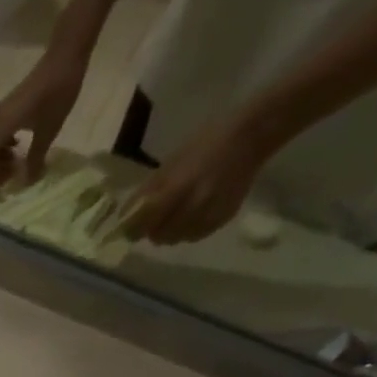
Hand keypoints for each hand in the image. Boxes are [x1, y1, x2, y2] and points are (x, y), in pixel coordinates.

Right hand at [0, 45, 88, 194]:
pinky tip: (16, 149)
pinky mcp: (7, 109)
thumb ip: (35, 159)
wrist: (64, 58)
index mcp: (1, 127)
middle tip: (5, 181)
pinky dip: (1, 147)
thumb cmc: (57, 94)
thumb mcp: (49, 131)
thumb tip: (27, 182)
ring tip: (12, 167)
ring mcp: (0, 113)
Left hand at [121, 117, 271, 244]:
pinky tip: (192, 215)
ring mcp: (210, 214)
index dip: (132, 229)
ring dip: (170, 232)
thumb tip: (124, 216)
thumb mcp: (170, 164)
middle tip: (154, 219)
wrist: (252, 136)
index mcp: (176, 189)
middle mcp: (193, 206)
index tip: (129, 227)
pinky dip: (188, 231)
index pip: (143, 223)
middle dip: (152, 230)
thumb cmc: (205, 144)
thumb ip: (147, 192)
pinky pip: (196, 236)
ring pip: (177, 239)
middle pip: (159, 236)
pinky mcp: (223, 218)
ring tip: (175, 214)